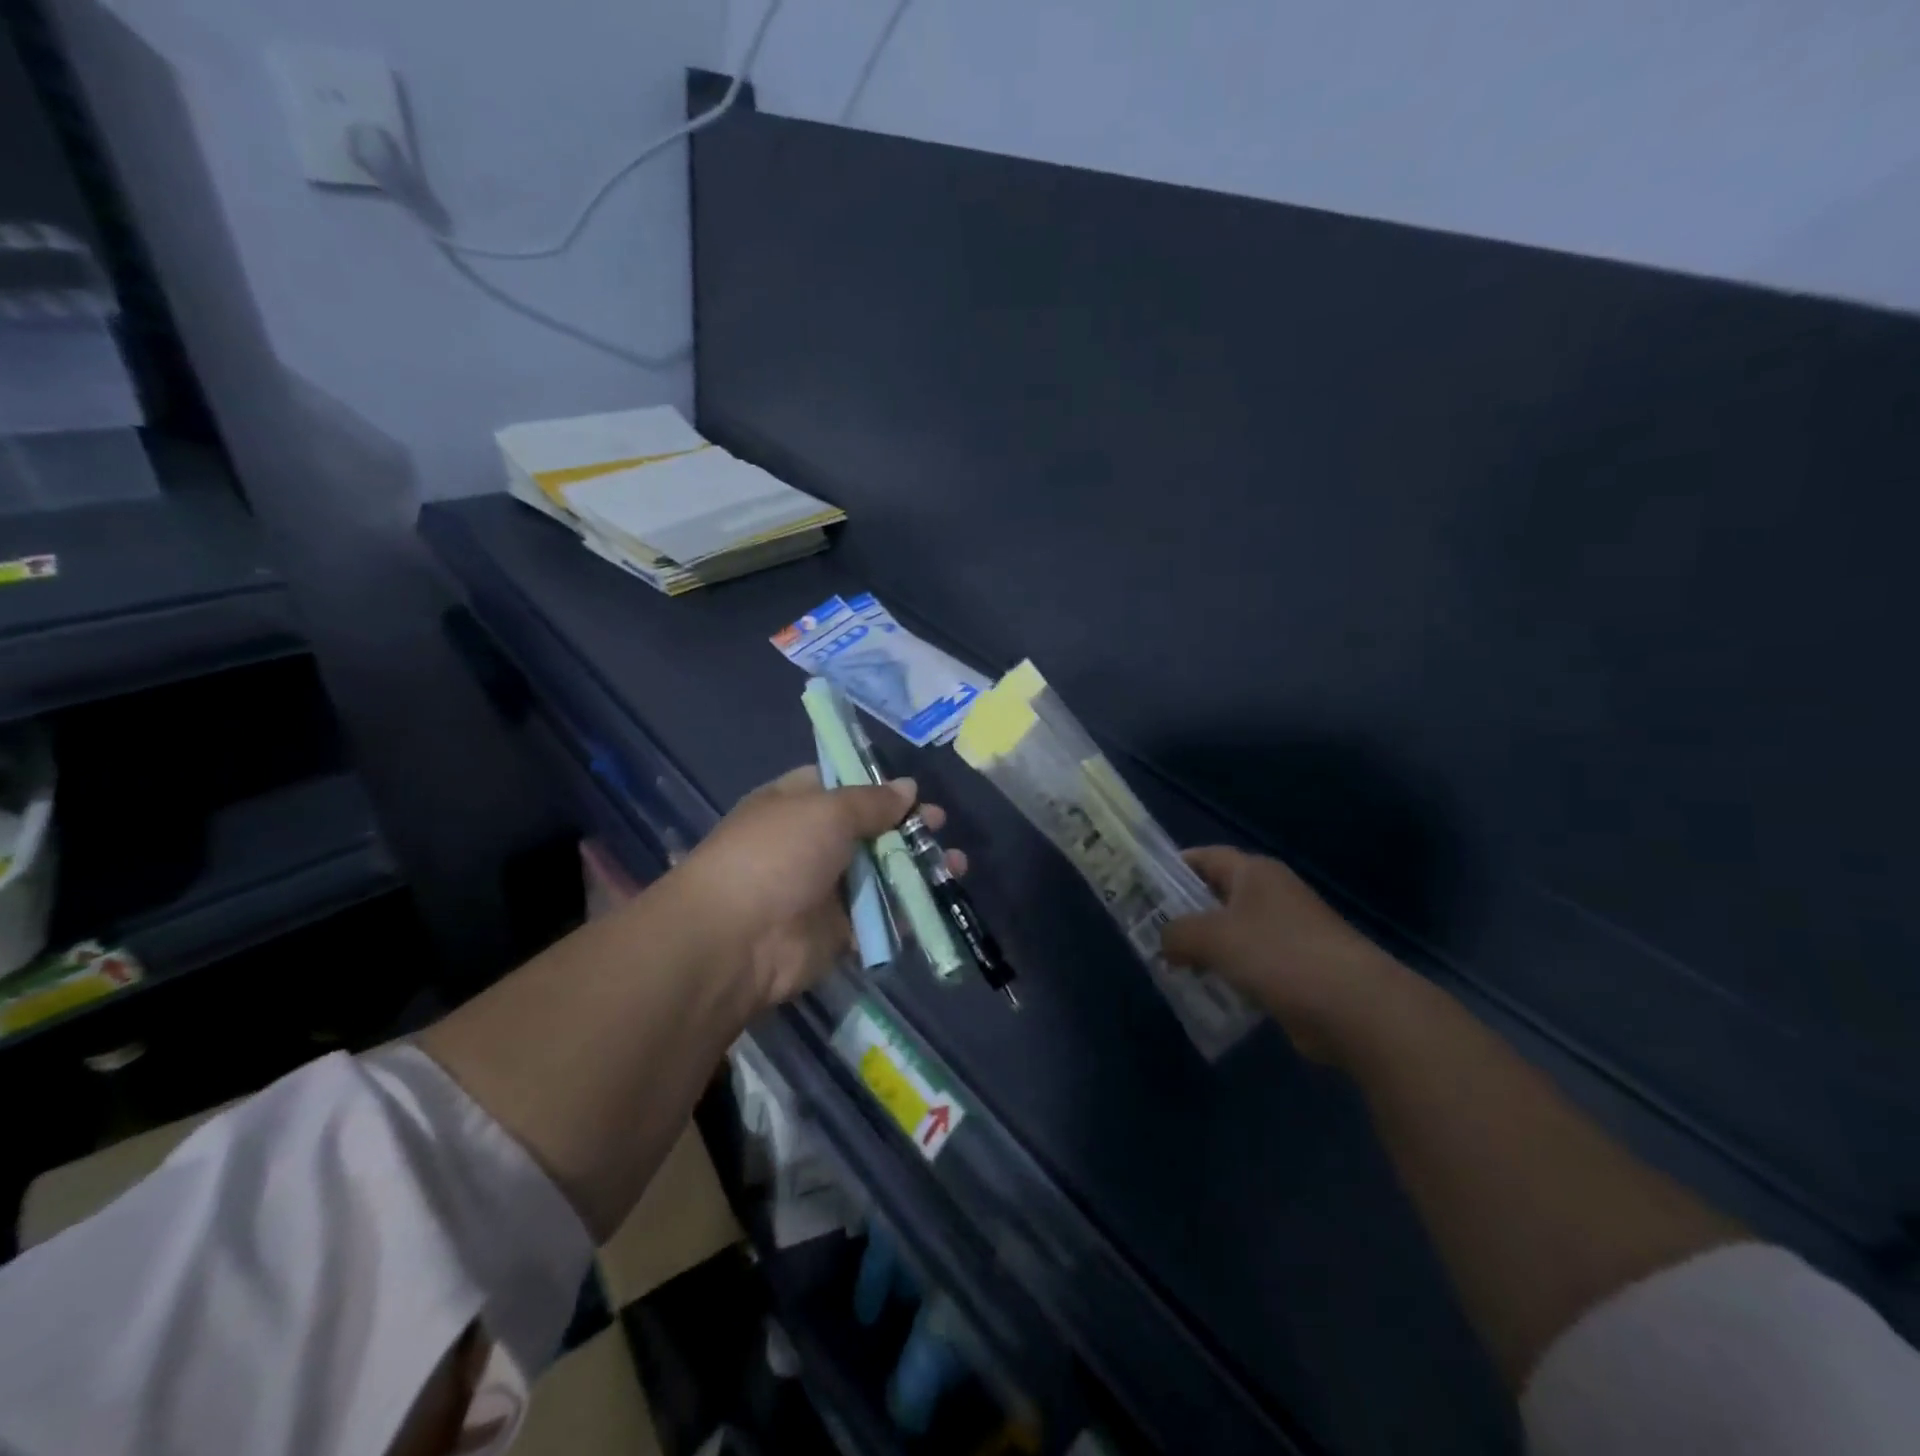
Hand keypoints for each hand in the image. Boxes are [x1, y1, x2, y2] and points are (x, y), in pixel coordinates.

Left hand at [672, 766, 963, 1008]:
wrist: (738, 939)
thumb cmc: (778, 855)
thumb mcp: (826, 811)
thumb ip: (872, 802)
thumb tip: (908, 788)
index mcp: (796, 805)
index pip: (840, 786)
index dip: (877, 786)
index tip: (913, 791)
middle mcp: (810, 843)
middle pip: (868, 831)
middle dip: (906, 828)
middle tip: (941, 826)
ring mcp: (825, 889)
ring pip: (881, 874)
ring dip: (917, 869)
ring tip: (956, 865)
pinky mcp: (840, 931)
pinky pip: (881, 916)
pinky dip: (909, 910)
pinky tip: (940, 900)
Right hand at [1162, 847, 1408, 1061]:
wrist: (1354, 1007)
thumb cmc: (1278, 955)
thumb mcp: (1213, 937)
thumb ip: (1177, 933)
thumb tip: (1165, 942)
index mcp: (1255, 873)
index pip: (1205, 857)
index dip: (1173, 868)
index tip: (1143, 888)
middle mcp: (1272, 895)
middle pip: (1217, 896)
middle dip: (1184, 914)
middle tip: (1150, 932)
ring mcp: (1289, 932)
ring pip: (1233, 933)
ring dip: (1206, 949)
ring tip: (1172, 967)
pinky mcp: (1298, 968)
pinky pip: (1252, 964)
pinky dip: (1230, 974)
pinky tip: (1210, 992)